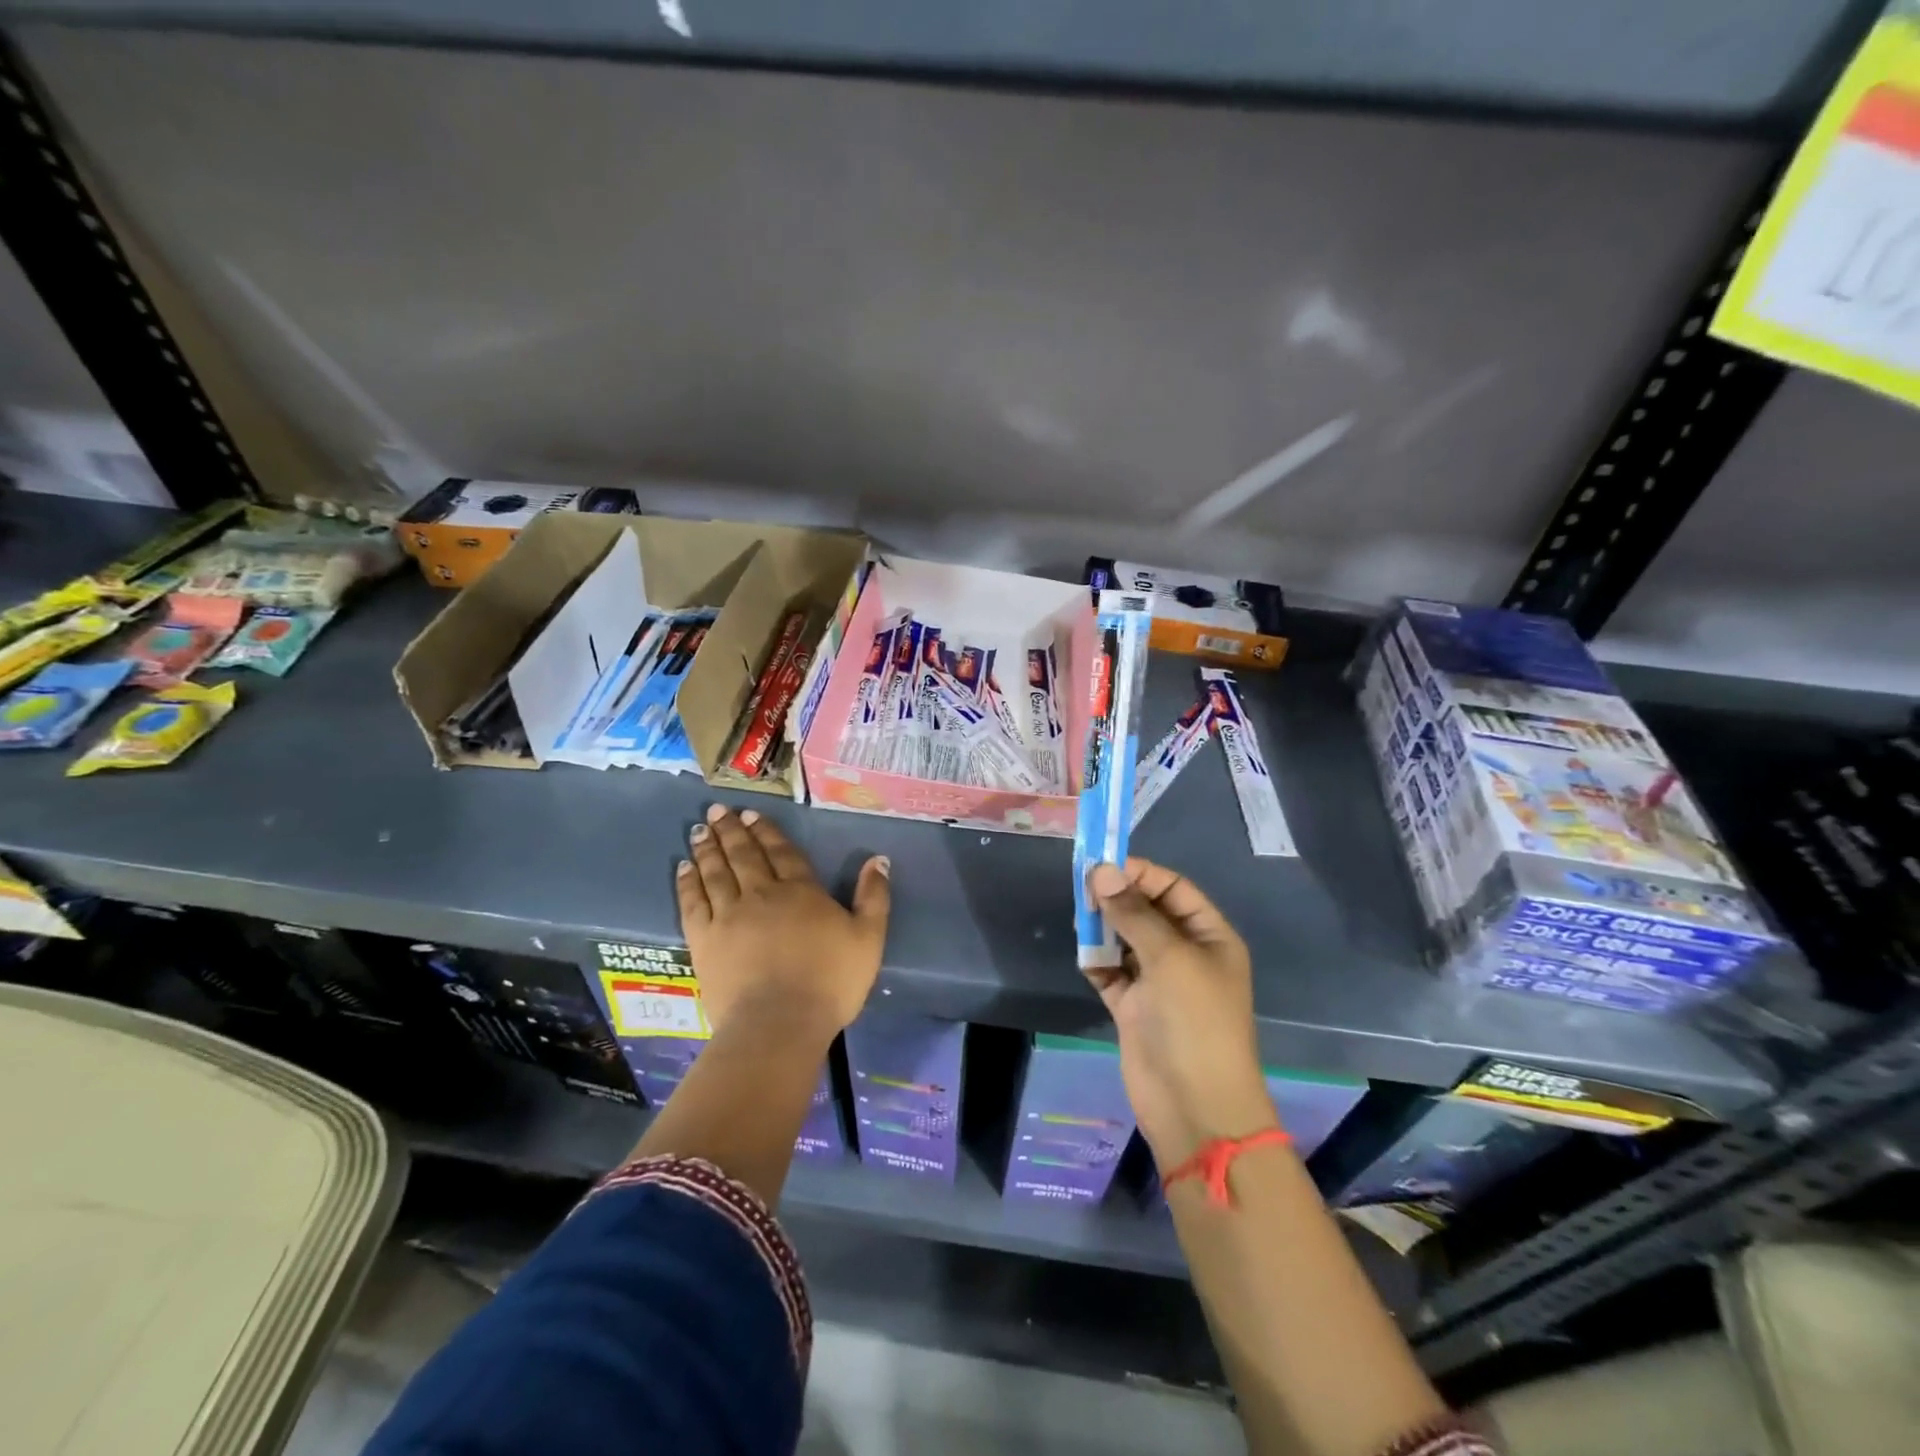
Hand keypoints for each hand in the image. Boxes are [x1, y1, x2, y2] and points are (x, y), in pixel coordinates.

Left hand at [677, 803, 891, 1042]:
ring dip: (707, 848)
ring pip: (715, 872)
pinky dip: (688, 882)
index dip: (766, 831)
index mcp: (801, 891)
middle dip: (731, 830)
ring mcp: (728, 916)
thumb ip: (873, 896)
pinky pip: (693, 902)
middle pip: (744, 855)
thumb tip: (878, 859)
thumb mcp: (869, 938)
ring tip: (698, 829)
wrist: (779, 1024)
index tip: (751, 814)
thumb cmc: (830, 982)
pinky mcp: (704, 941)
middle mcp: (761, 894)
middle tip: (717, 810)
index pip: (781, 852)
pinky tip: (683, 868)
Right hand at [1084, 858, 1276, 1164]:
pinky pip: (1111, 972)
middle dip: (1117, 898)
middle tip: (1083, 890)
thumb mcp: (1170, 958)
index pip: (1173, 889)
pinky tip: (1085, 958)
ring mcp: (1158, 982)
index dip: (1140, 873)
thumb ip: (1134, 913)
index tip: (1101, 864)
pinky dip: (1096, 962)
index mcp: (1209, 936)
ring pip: (1125, 940)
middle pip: (1146, 911)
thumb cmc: (1195, 1022)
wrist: (1195, 1107)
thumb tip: (1102, 870)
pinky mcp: (1133, 1008)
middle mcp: (1185, 954)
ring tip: (1080, 921)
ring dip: (1103, 928)